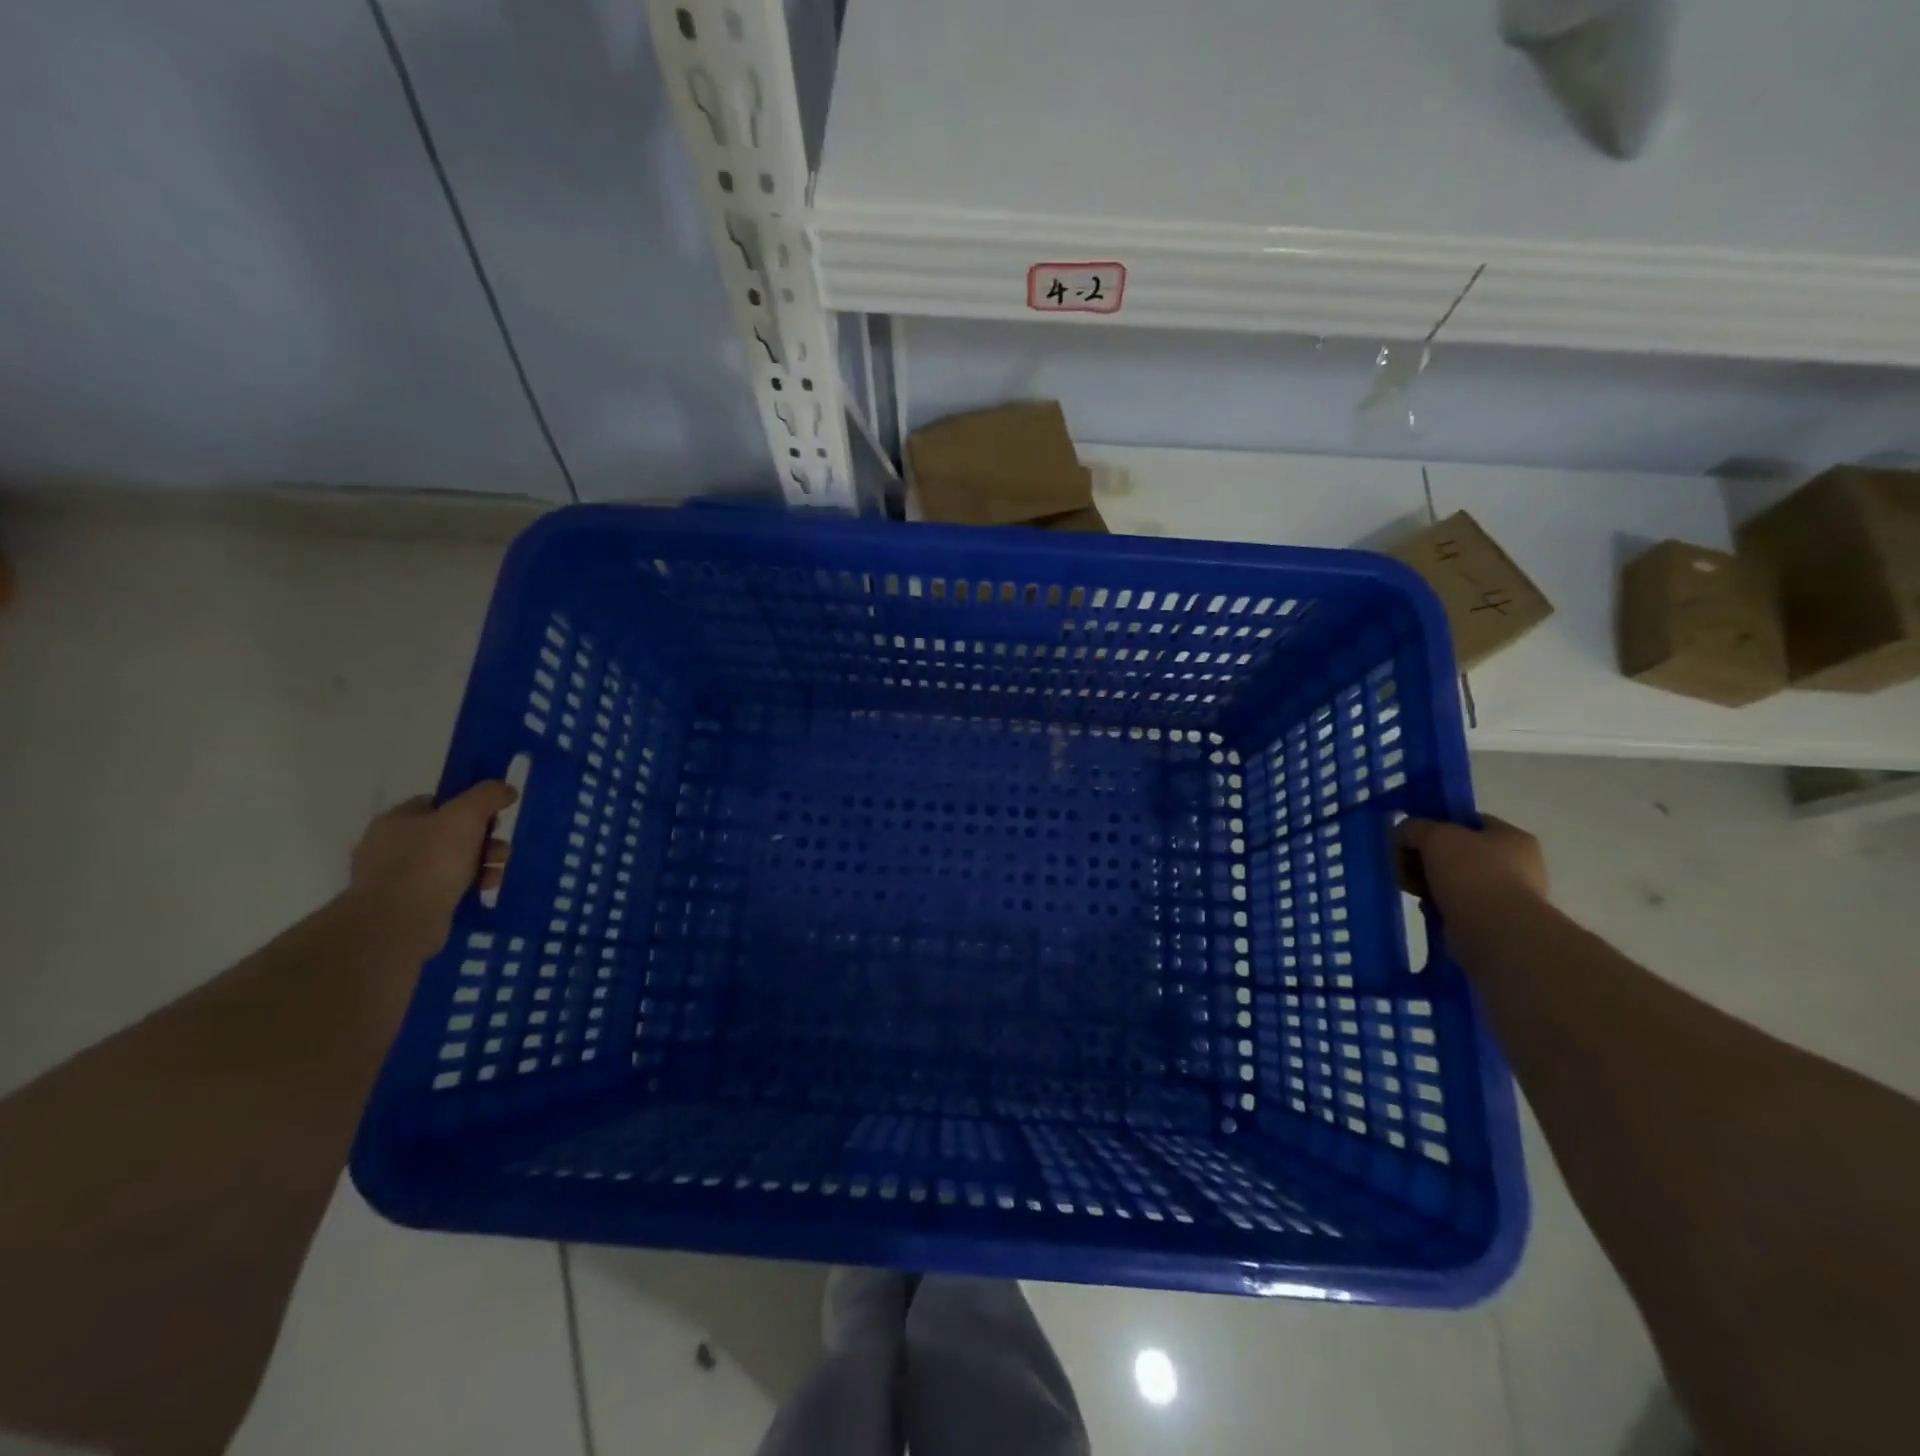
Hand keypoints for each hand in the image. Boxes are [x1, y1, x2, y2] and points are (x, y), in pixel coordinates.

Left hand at [347, 782, 516, 958]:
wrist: (401, 920)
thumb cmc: (431, 860)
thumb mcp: (466, 816)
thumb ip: (488, 795)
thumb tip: (506, 789)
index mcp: (396, 819)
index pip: (437, 803)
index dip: (469, 808)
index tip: (494, 820)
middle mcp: (390, 845)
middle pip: (449, 834)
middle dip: (482, 841)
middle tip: (500, 852)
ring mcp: (395, 877)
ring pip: (450, 862)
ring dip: (481, 864)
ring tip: (496, 874)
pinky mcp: (407, 905)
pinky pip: (445, 888)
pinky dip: (468, 886)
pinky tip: (484, 890)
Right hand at [1395, 814, 1548, 917]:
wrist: (1494, 931)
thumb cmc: (1471, 873)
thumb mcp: (1434, 835)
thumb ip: (1413, 827)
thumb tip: (1402, 833)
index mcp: (1512, 837)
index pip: (1468, 822)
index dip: (1436, 824)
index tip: (1410, 836)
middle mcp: (1516, 864)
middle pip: (1457, 852)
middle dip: (1425, 857)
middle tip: (1404, 864)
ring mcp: (1506, 895)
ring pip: (1453, 880)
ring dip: (1428, 882)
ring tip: (1411, 888)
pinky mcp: (1492, 922)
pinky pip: (1455, 905)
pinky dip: (1437, 904)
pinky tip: (1426, 907)